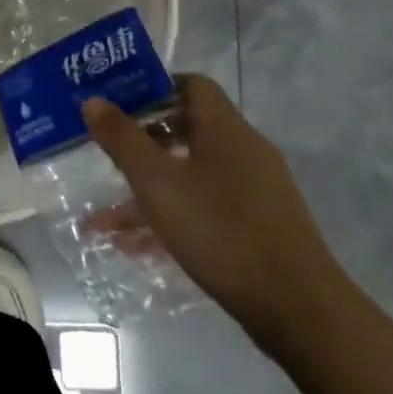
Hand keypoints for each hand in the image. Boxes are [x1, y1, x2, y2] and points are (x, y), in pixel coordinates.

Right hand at [83, 74, 348, 346]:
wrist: (299, 309)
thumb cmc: (221, 230)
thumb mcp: (157, 182)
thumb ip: (122, 139)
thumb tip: (93, 100)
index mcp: (224, 128)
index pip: (190, 84)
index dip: (152, 88)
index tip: (117, 106)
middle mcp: (243, 150)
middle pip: (187, 130)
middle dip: (141, 145)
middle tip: (105, 156)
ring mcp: (255, 190)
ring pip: (190, 176)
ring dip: (148, 192)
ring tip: (103, 222)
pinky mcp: (259, 226)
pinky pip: (205, 207)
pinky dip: (172, 218)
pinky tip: (137, 249)